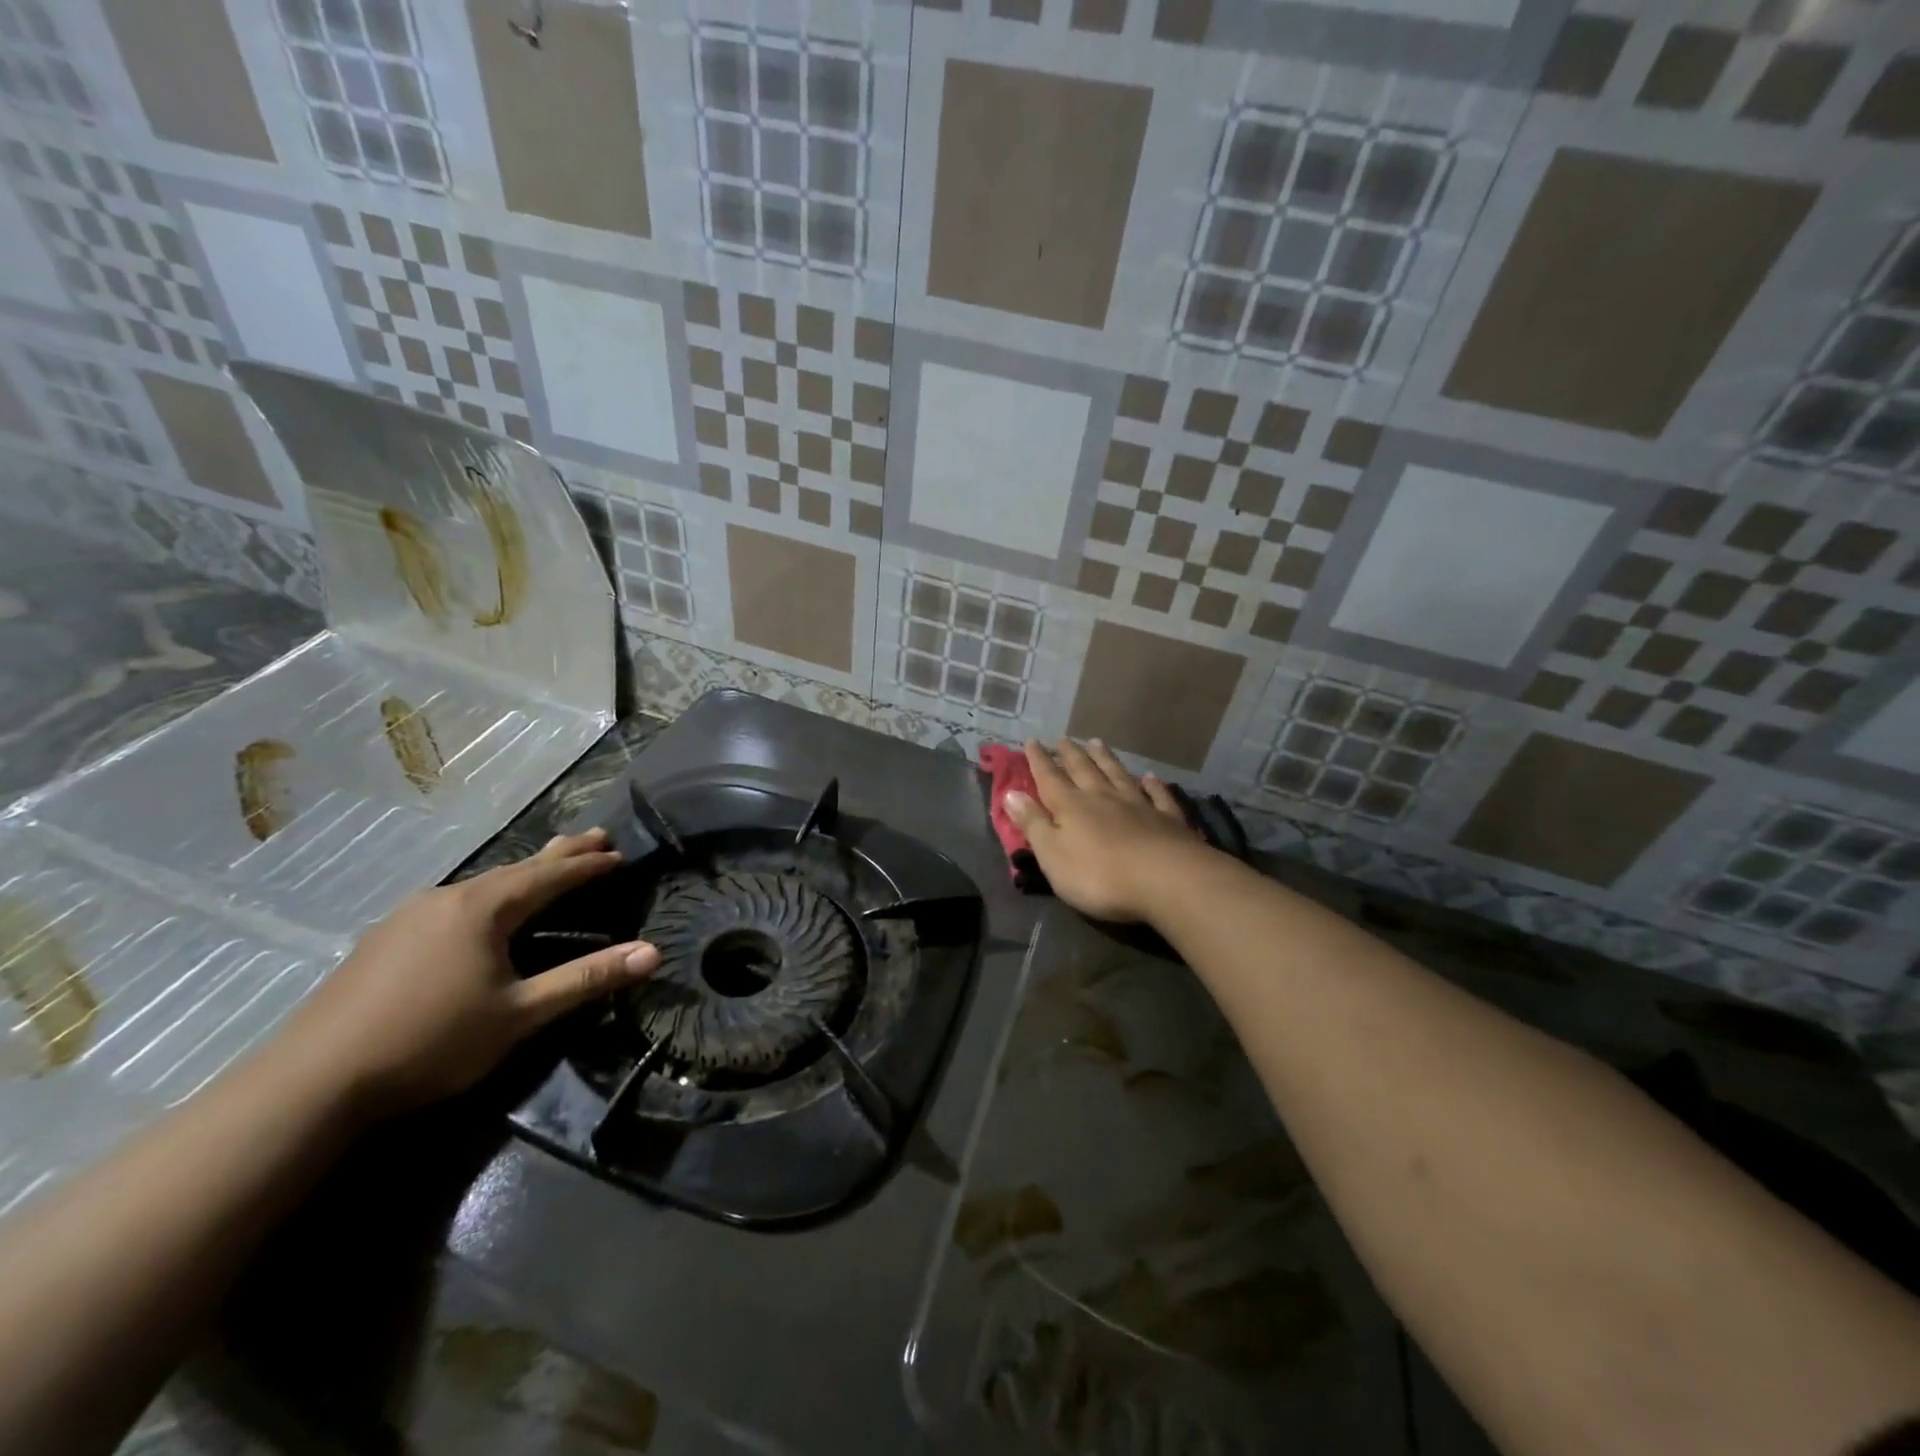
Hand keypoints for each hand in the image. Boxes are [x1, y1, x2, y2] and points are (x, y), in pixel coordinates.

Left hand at [281, 828, 657, 1118]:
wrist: (311, 1081)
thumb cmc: (431, 1041)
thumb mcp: (521, 1014)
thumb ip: (587, 979)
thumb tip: (653, 952)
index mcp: (484, 908)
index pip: (551, 876)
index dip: (589, 866)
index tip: (620, 854)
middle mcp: (448, 898)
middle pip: (518, 868)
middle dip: (560, 854)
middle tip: (595, 834)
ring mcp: (410, 915)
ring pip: (483, 884)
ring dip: (523, 873)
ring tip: (546, 867)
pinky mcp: (385, 939)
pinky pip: (454, 901)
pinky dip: (488, 894)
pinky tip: (481, 909)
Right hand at [1004, 739, 1214, 922]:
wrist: (1167, 880)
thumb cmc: (1099, 875)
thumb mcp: (1053, 855)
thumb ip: (1033, 823)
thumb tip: (1010, 793)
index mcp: (1072, 807)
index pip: (1049, 778)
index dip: (1038, 760)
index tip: (1032, 741)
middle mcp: (1103, 797)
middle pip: (1084, 770)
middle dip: (1071, 754)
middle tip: (1064, 738)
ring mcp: (1139, 806)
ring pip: (1118, 774)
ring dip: (1106, 758)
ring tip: (1097, 742)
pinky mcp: (1168, 819)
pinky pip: (1158, 795)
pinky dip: (1152, 784)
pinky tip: (1149, 776)